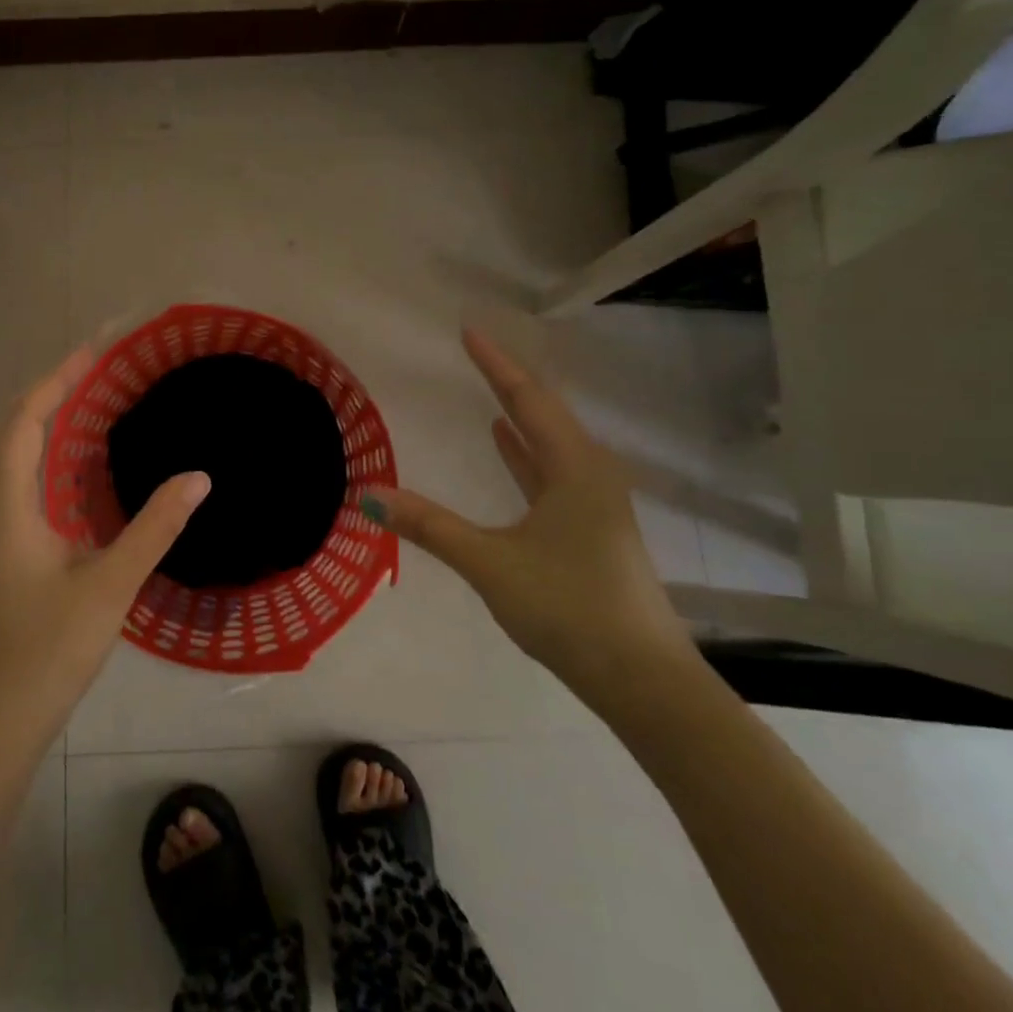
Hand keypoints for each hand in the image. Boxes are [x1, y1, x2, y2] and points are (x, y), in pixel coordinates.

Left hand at [0, 346, 210, 752]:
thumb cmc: (44, 654)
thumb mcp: (109, 587)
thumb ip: (154, 528)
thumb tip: (198, 477)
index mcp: (5, 506)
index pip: (24, 420)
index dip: (57, 379)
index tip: (94, 351)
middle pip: (10, 429)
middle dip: (50, 392)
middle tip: (99, 372)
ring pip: (6, 457)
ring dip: (42, 423)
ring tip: (89, 406)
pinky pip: (12, 483)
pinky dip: (40, 458)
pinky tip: (74, 474)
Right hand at [364, 328, 692, 700]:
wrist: (643, 680)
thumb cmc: (569, 608)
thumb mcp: (490, 563)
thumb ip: (430, 526)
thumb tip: (369, 495)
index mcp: (574, 468)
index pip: (528, 399)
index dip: (495, 364)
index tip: (469, 331)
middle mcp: (591, 474)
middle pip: (544, 414)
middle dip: (506, 381)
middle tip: (474, 354)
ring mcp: (595, 503)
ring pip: (550, 444)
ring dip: (519, 417)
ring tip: (488, 393)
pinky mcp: (591, 529)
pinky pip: (552, 473)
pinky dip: (525, 454)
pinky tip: (507, 447)